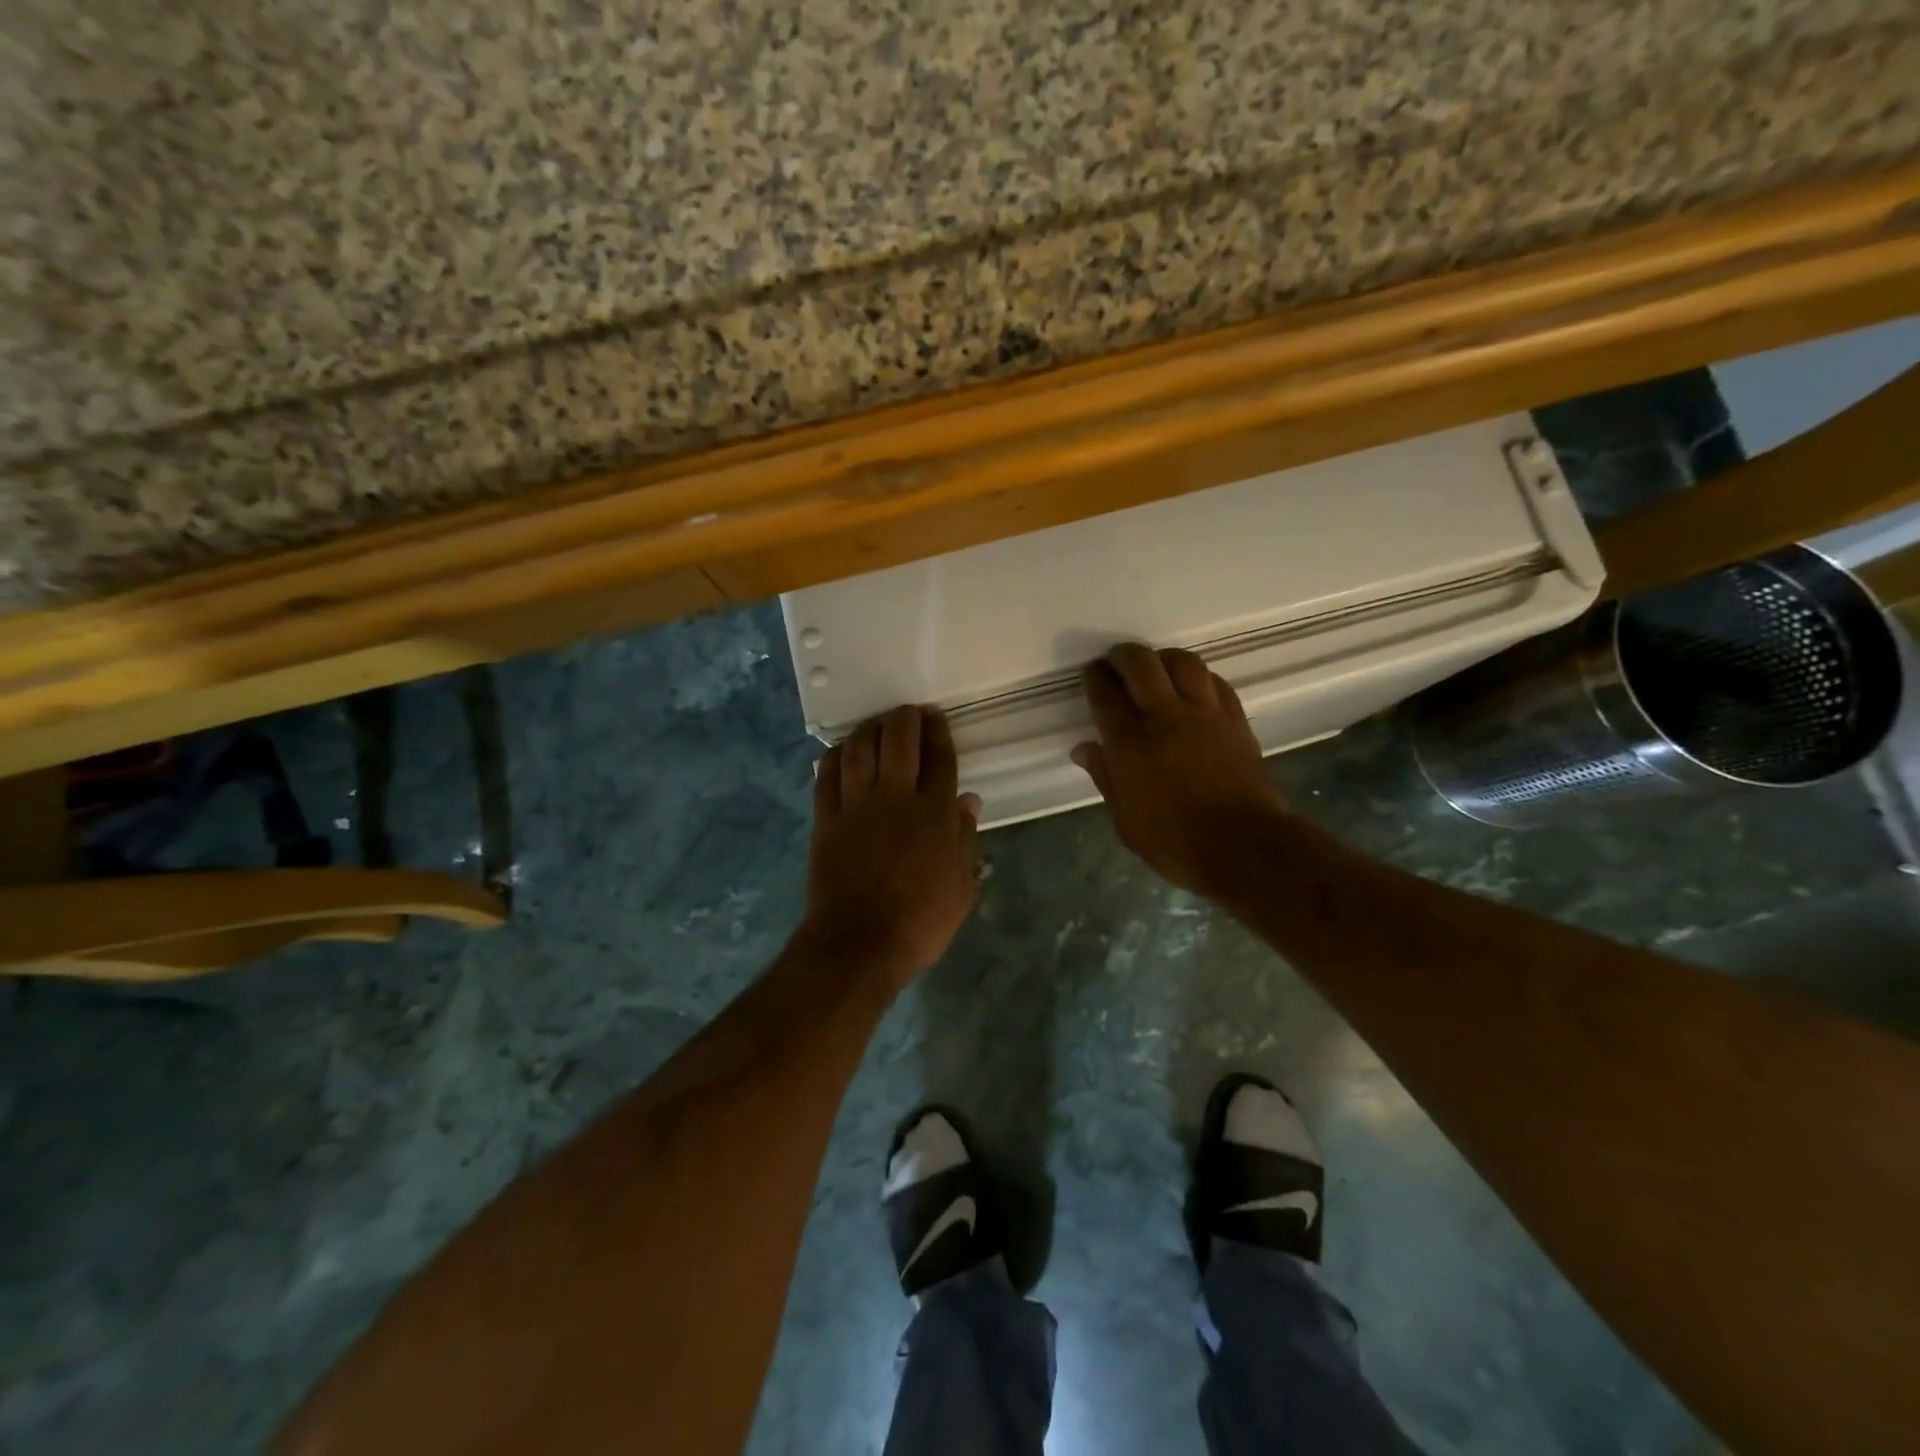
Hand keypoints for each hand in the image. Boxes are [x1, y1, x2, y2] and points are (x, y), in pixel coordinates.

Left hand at [803, 705, 981, 985]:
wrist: (858, 943)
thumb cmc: (919, 921)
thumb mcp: (960, 887)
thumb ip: (965, 839)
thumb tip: (968, 800)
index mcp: (933, 813)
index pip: (939, 757)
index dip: (939, 732)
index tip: (936, 717)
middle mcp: (895, 797)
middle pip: (899, 739)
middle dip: (905, 718)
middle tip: (909, 713)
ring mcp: (856, 805)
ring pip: (860, 748)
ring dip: (870, 728)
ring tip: (877, 724)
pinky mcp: (826, 818)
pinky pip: (827, 774)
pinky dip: (835, 755)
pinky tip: (842, 750)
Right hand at [1071, 643, 1286, 893]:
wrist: (1242, 846)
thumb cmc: (1174, 842)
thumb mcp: (1125, 820)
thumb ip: (1105, 777)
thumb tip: (1084, 749)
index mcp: (1129, 743)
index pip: (1105, 694)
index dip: (1095, 678)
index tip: (1092, 672)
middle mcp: (1164, 717)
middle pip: (1141, 664)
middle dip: (1123, 655)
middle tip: (1116, 661)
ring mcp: (1204, 714)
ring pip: (1182, 662)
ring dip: (1163, 658)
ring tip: (1156, 667)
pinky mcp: (1234, 719)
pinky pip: (1215, 682)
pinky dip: (1198, 677)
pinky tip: (1193, 686)